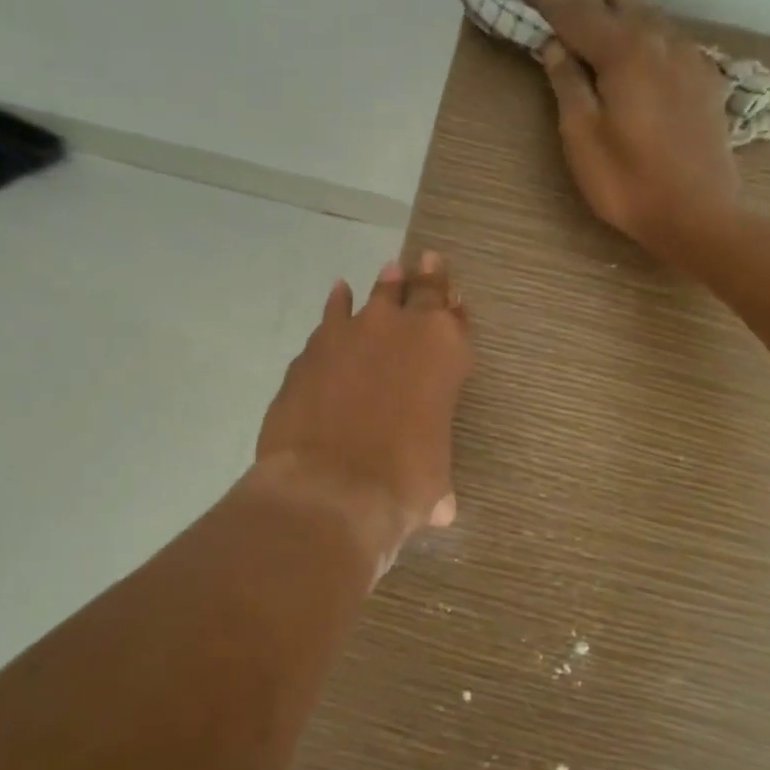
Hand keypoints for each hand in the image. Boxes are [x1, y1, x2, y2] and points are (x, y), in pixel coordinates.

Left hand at [252, 251, 473, 574]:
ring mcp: (352, 333)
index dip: (456, 308)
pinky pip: (331, 317)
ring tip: (389, 271)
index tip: (454, 295)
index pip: (456, 319)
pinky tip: (339, 296)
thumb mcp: (434, 483)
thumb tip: (440, 509)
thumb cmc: (402, 483)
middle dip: (426, 276)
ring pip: (374, 295)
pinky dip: (337, 307)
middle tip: (428, 260)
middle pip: (419, 290)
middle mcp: (402, 330)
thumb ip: (436, 480)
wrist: (331, 487)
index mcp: (446, 353)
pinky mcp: (313, 349)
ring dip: (384, 285)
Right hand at [520, 0, 740, 264]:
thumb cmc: (628, 183)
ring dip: (610, 1)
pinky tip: (628, 42)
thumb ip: (567, 83)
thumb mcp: (581, 137)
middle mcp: (659, 38)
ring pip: (645, 7)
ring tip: (583, 8)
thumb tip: (554, 44)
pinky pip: (665, 32)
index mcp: (623, 50)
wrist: (698, 214)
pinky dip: (637, 24)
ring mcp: (687, 54)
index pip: (575, 6)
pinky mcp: (702, 74)